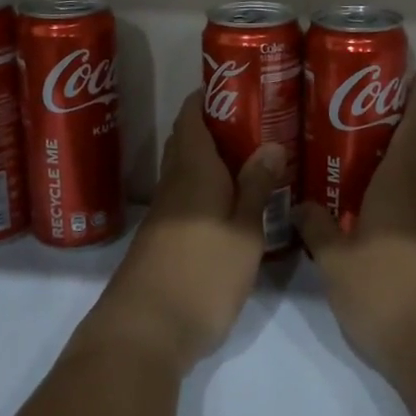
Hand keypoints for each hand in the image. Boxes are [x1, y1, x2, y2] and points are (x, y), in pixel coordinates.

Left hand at [83, 90, 283, 374]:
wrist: (146, 331)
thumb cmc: (202, 272)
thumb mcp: (243, 230)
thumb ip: (256, 187)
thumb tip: (270, 143)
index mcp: (193, 170)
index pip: (191, 116)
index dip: (209, 95)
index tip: (239, 84)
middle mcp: (173, 184)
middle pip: (188, 140)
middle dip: (216, 124)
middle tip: (257, 119)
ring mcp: (165, 214)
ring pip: (188, 170)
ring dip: (214, 157)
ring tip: (253, 154)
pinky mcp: (164, 240)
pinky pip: (188, 196)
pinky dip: (209, 187)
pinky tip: (234, 200)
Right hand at [295, 72, 415, 379]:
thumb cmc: (385, 290)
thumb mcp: (336, 258)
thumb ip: (316, 225)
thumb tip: (301, 203)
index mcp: (404, 182)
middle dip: (406, 130)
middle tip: (367, 122)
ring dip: (408, 164)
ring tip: (367, 164)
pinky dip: (408, 195)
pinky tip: (378, 212)